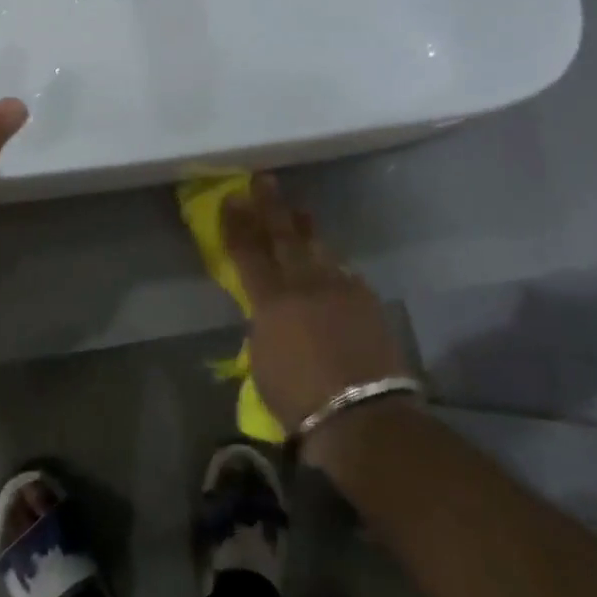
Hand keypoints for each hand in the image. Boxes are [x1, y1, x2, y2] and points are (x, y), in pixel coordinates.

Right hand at [222, 174, 409, 441]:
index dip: (237, 223)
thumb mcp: (262, 362)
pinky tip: (329, 260)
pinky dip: (331, 263)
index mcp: (271, 300)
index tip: (231, 198)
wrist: (363, 416)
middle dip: (271, 207)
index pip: (247, 251)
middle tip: (264, 180)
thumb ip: (263, 327)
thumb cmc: (299, 400)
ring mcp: (339, 287)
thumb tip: (268, 312)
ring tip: (299, 211)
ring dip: (305, 227)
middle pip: (284, 236)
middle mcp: (304, 283)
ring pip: (317, 247)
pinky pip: (343, 271)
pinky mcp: (366, 300)